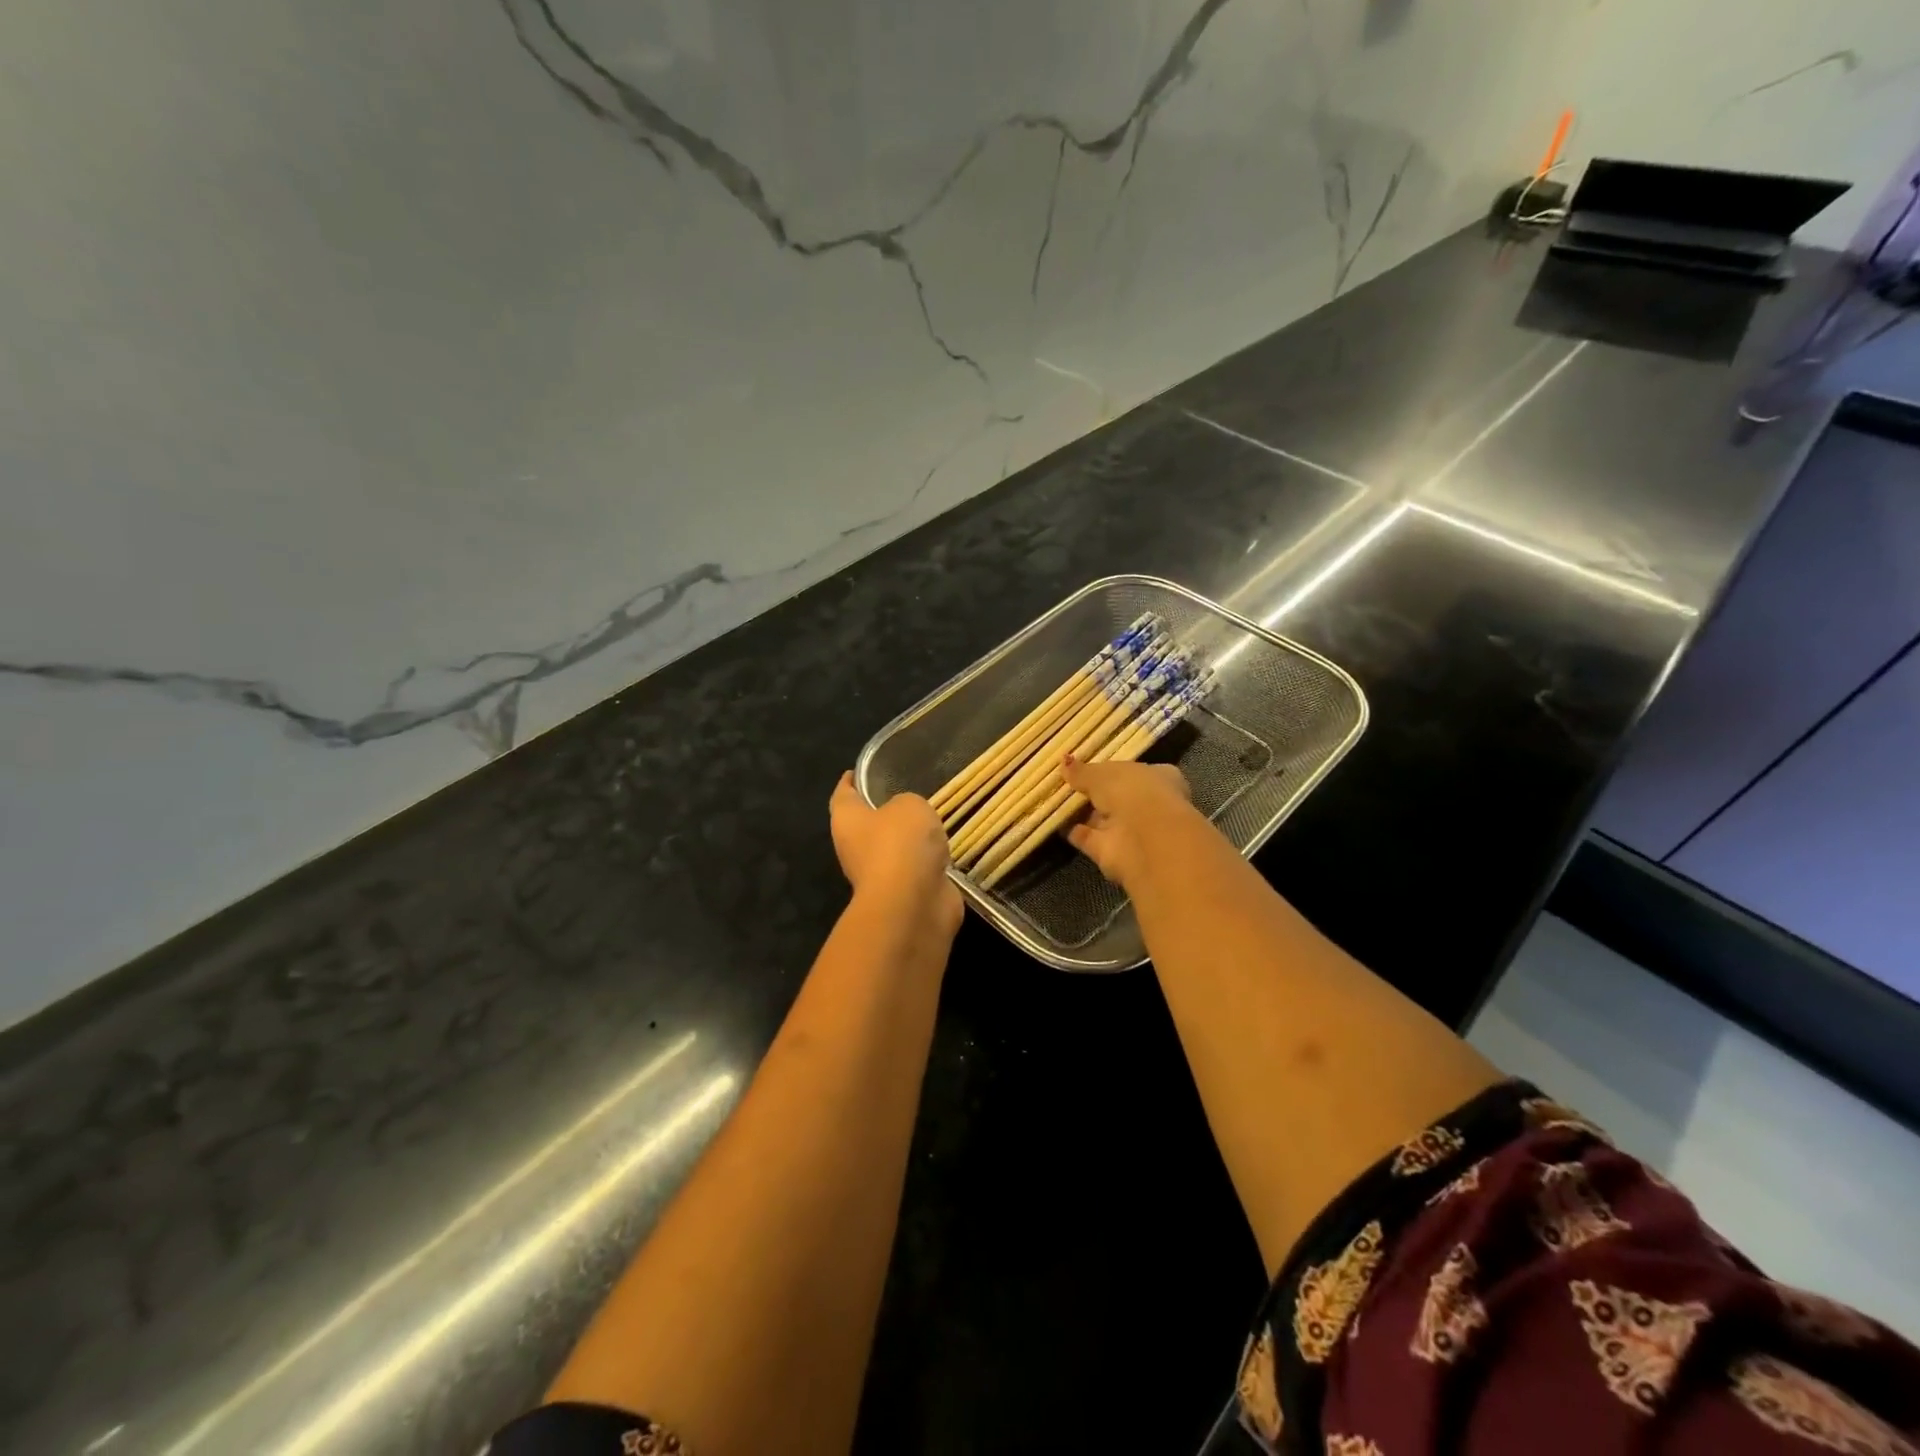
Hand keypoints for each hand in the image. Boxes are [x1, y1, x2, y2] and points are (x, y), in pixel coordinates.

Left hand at [830, 772, 962, 932]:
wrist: (913, 904)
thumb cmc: (900, 844)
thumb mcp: (909, 805)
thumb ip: (908, 804)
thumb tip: (909, 819)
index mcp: (847, 821)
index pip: (843, 794)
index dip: (849, 781)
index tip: (857, 771)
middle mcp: (855, 848)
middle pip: (866, 824)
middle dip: (882, 811)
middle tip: (906, 792)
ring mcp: (879, 875)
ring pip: (894, 849)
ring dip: (908, 839)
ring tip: (931, 820)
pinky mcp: (904, 894)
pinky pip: (915, 869)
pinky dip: (926, 861)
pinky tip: (943, 850)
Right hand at [1060, 756, 1193, 890]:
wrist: (1146, 841)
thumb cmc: (1133, 792)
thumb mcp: (1102, 774)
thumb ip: (1083, 771)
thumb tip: (1064, 762)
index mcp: (1157, 778)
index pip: (1133, 771)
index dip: (1110, 769)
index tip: (1086, 767)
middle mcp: (1148, 805)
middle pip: (1116, 796)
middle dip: (1094, 793)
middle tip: (1065, 784)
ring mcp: (1131, 830)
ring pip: (1102, 818)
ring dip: (1083, 813)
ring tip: (1055, 801)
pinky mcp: (1114, 852)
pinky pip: (1089, 838)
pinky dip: (1074, 832)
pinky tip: (1054, 822)